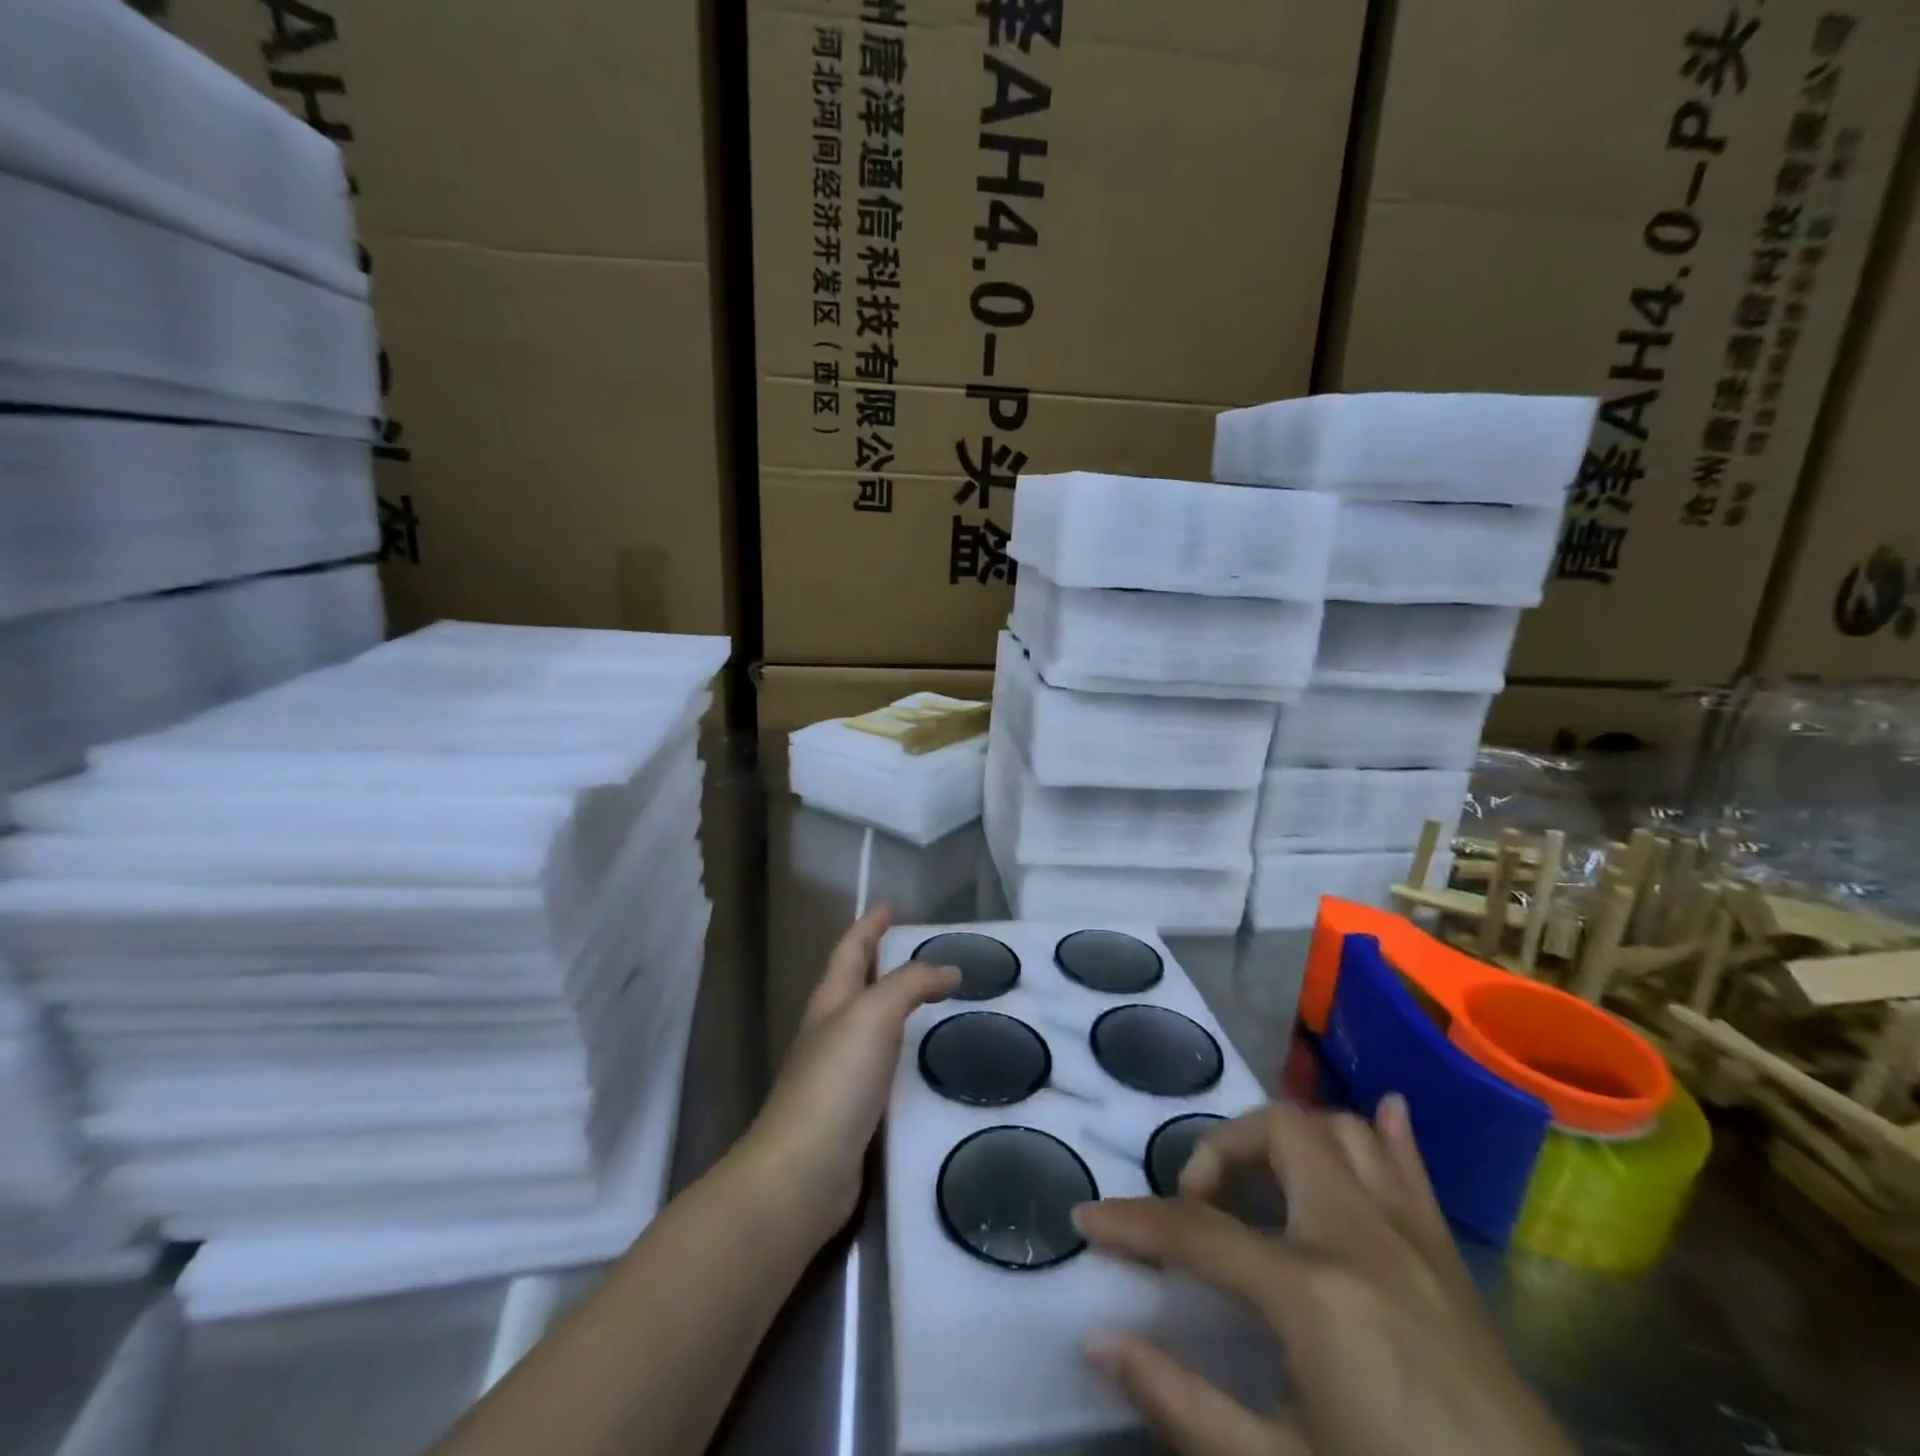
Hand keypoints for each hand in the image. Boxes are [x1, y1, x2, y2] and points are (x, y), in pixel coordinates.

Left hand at [738, 906, 958, 1241]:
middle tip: (927, 952)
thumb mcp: (873, 1015)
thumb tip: (949, 969)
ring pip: (874, 1025)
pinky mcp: (855, 1110)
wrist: (802, 1173)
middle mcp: (831, 1030)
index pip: (851, 948)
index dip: (870, 925)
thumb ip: (911, 984)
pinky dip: (905, 1052)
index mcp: (830, 1000)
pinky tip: (928, 1060)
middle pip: (859, 983)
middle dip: (885, 962)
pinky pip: (885, 1066)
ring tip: (938, 1000)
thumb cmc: (835, 1081)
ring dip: (899, 1007)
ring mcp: (840, 1072)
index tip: (892, 907)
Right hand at [1073, 1098, 1575, 1455]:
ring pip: (1339, 1132)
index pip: (1195, 1231)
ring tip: (1261, 1186)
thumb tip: (1098, 1340)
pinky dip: (1384, 1132)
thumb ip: (1182, 1401)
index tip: (1086, 1219)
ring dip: (1286, 1139)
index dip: (1133, 1222)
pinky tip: (1376, 1111)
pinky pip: (1411, 1167)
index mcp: (1310, 1290)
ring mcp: (1411, 1239)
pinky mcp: (1448, 1260)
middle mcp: (1357, 1236)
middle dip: (1219, 1152)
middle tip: (1199, 1207)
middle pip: (1273, 1134)